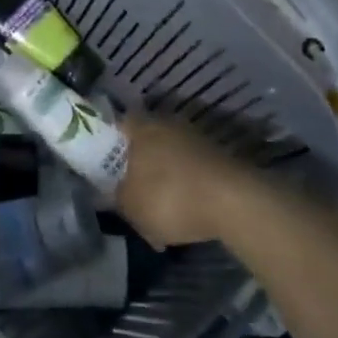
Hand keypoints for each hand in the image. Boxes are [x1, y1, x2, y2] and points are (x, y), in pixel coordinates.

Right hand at [116, 116, 252, 247]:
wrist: (235, 204)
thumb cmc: (170, 197)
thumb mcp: (130, 206)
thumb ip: (116, 197)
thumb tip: (112, 192)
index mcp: (142, 126)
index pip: (118, 123)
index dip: (107, 141)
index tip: (102, 162)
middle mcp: (169, 124)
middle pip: (146, 140)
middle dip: (138, 162)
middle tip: (129, 187)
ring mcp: (198, 139)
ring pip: (171, 157)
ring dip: (164, 178)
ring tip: (158, 209)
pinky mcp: (221, 158)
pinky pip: (193, 171)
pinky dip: (187, 188)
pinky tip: (185, 214)